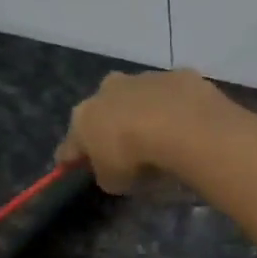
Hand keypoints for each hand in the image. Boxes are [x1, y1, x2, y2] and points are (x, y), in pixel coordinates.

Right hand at [56, 69, 234, 194]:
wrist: (180, 124)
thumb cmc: (134, 157)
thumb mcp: (114, 182)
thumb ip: (107, 175)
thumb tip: (111, 171)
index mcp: (84, 117)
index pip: (70, 144)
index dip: (72, 159)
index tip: (72, 168)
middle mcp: (107, 90)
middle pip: (102, 112)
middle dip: (109, 127)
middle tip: (124, 149)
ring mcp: (142, 78)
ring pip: (137, 98)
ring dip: (143, 114)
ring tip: (160, 138)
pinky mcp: (175, 75)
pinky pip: (170, 96)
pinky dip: (175, 109)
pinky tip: (186, 126)